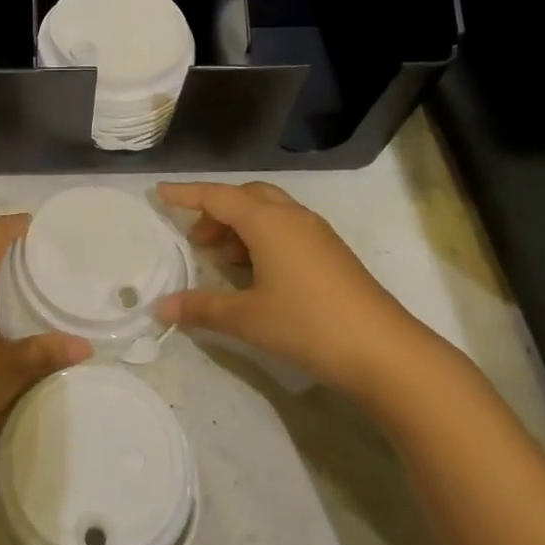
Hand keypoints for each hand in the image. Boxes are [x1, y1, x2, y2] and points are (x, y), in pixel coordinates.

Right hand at [155, 181, 425, 395]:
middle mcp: (293, 217)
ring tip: (222, 258)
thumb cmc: (308, 325)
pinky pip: (286, 228)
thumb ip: (201, 308)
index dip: (186, 194)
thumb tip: (161, 308)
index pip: (217, 197)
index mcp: (268, 222)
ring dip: (241, 225)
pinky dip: (262, 238)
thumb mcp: (247, 318)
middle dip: (216, 210)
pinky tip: (256, 272)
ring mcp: (317, 233)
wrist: (385, 351)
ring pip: (269, 212)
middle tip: (196, 238)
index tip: (159, 193)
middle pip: (246, 196)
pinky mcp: (331, 252)